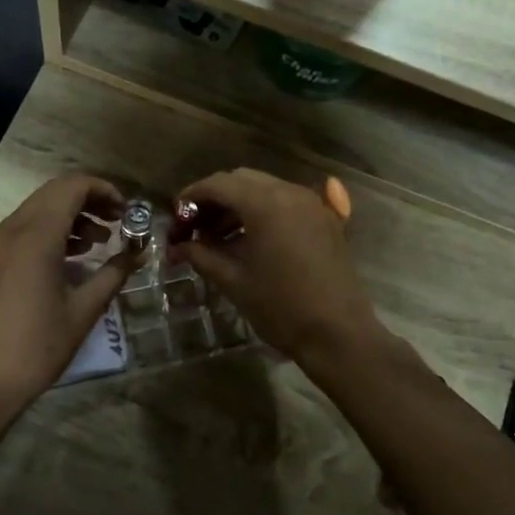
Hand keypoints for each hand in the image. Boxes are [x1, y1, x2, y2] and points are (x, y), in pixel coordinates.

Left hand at [0, 175, 134, 423]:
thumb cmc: (36, 347)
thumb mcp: (83, 311)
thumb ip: (113, 274)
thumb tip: (138, 254)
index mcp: (35, 236)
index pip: (71, 187)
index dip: (102, 190)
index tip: (125, 210)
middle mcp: (8, 230)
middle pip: (52, 194)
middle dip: (88, 202)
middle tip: (117, 222)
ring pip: (34, 212)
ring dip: (68, 218)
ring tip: (98, 243)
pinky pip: (19, 233)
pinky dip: (47, 234)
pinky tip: (66, 262)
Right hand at [169, 168, 381, 361]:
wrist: (338, 333)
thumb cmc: (281, 308)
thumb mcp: (233, 281)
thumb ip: (201, 255)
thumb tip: (178, 246)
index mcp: (266, 203)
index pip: (219, 184)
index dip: (192, 196)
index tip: (175, 215)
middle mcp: (290, 192)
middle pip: (242, 180)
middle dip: (214, 199)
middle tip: (194, 227)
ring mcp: (312, 204)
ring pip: (265, 189)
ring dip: (238, 205)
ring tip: (217, 238)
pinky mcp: (325, 219)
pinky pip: (286, 202)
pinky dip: (263, 211)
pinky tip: (251, 238)